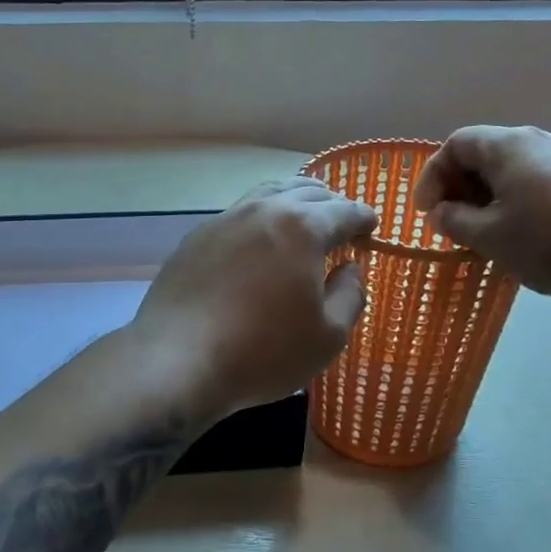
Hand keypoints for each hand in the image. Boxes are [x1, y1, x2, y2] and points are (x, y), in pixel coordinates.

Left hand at [133, 178, 376, 415]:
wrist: (178, 359)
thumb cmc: (263, 351)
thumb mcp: (328, 336)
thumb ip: (350, 295)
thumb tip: (350, 268)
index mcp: (302, 227)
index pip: (344, 210)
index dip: (363, 218)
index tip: (371, 228)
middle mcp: (263, 211)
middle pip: (305, 192)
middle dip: (330, 204)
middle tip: (341, 223)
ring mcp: (223, 221)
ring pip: (266, 196)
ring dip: (292, 202)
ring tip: (301, 221)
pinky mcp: (194, 240)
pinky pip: (236, 216)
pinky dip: (258, 221)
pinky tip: (256, 244)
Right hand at [413, 126, 550, 300]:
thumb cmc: (550, 241)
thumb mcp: (489, 237)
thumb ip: (454, 221)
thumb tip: (442, 212)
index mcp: (507, 146)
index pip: (456, 144)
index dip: (433, 176)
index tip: (427, 213)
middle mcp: (536, 142)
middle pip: (483, 155)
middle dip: (459, 190)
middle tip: (452, 225)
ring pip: (510, 173)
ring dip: (487, 201)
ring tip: (484, 237)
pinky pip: (534, 185)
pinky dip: (514, 206)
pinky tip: (521, 239)